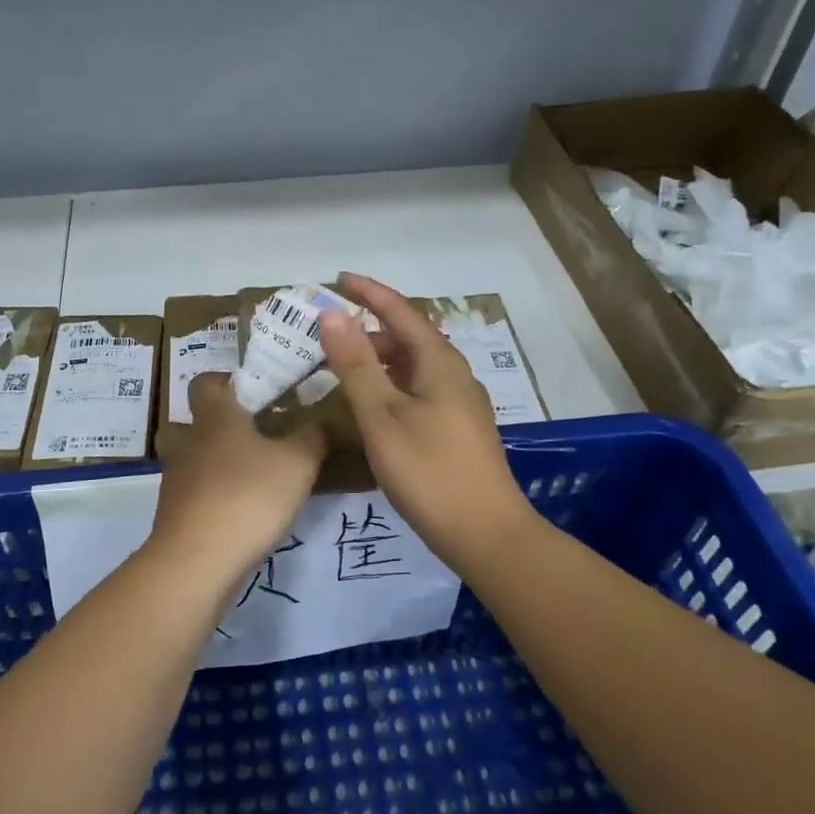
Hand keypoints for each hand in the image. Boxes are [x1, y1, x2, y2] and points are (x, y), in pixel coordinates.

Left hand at [149, 373, 325, 576]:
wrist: (197, 562)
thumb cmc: (248, 496)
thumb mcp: (298, 463)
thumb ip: (312, 437)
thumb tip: (320, 420)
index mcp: (214, 417)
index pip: (205, 382)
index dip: (225, 381)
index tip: (253, 391)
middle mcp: (187, 442)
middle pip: (187, 421)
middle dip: (212, 424)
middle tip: (248, 434)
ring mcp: (175, 481)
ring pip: (188, 459)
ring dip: (210, 462)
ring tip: (248, 475)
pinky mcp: (173, 515)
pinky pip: (191, 494)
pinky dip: (210, 496)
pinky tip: (239, 510)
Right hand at [319, 272, 534, 564]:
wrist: (486, 534)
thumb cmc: (429, 471)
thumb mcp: (382, 415)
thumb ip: (356, 364)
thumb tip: (333, 314)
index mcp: (439, 362)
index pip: (400, 311)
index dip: (369, 292)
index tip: (338, 279)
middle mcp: (454, 374)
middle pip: (408, 337)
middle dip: (369, 328)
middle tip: (328, 334)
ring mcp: (459, 404)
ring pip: (413, 367)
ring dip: (379, 359)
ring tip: (343, 367)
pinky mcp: (458, 430)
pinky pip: (418, 390)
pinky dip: (390, 385)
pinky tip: (373, 406)